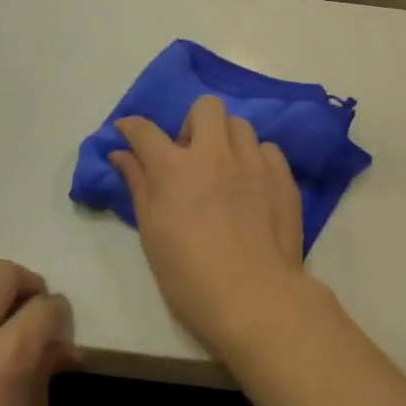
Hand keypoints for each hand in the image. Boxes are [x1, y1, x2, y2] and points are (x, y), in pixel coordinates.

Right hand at [112, 97, 308, 355]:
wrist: (255, 297)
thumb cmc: (190, 276)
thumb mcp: (152, 234)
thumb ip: (138, 186)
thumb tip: (121, 154)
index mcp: (175, 168)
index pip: (145, 130)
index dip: (131, 127)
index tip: (127, 132)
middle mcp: (215, 153)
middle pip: (205, 108)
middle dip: (193, 124)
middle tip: (190, 157)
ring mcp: (253, 162)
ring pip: (240, 126)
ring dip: (226, 140)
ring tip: (225, 171)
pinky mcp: (283, 176)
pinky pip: (268, 149)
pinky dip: (256, 159)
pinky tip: (253, 185)